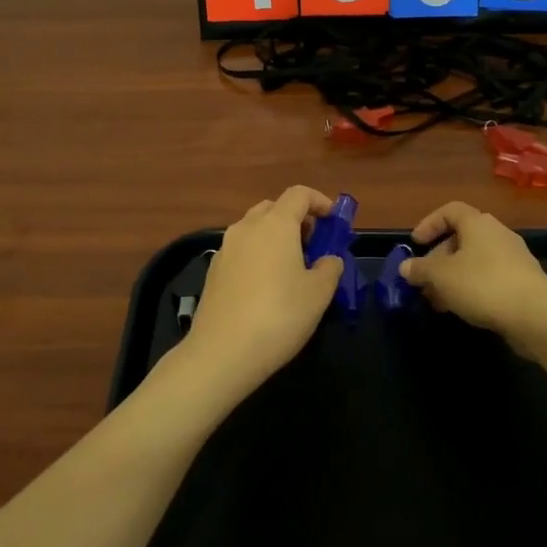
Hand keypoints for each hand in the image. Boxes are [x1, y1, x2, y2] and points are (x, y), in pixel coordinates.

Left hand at [175, 186, 342, 400]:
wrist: (222, 352)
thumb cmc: (279, 316)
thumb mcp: (319, 294)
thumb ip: (329, 268)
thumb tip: (328, 260)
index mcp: (275, 224)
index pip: (299, 194)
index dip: (319, 202)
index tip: (333, 221)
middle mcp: (247, 228)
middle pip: (273, 208)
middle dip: (295, 219)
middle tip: (313, 244)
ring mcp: (225, 249)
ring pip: (254, 229)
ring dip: (274, 237)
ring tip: (291, 268)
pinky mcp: (213, 271)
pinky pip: (241, 251)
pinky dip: (257, 255)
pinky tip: (265, 287)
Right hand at [400, 202, 546, 346]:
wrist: (536, 316)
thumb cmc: (483, 285)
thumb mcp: (441, 276)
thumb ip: (420, 269)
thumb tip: (406, 266)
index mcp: (478, 223)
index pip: (450, 210)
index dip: (429, 223)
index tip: (415, 244)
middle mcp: (497, 234)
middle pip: (461, 238)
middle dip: (438, 258)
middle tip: (424, 280)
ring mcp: (513, 258)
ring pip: (474, 261)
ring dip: (453, 277)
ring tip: (438, 300)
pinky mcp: (523, 281)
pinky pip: (489, 277)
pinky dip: (472, 287)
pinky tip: (462, 309)